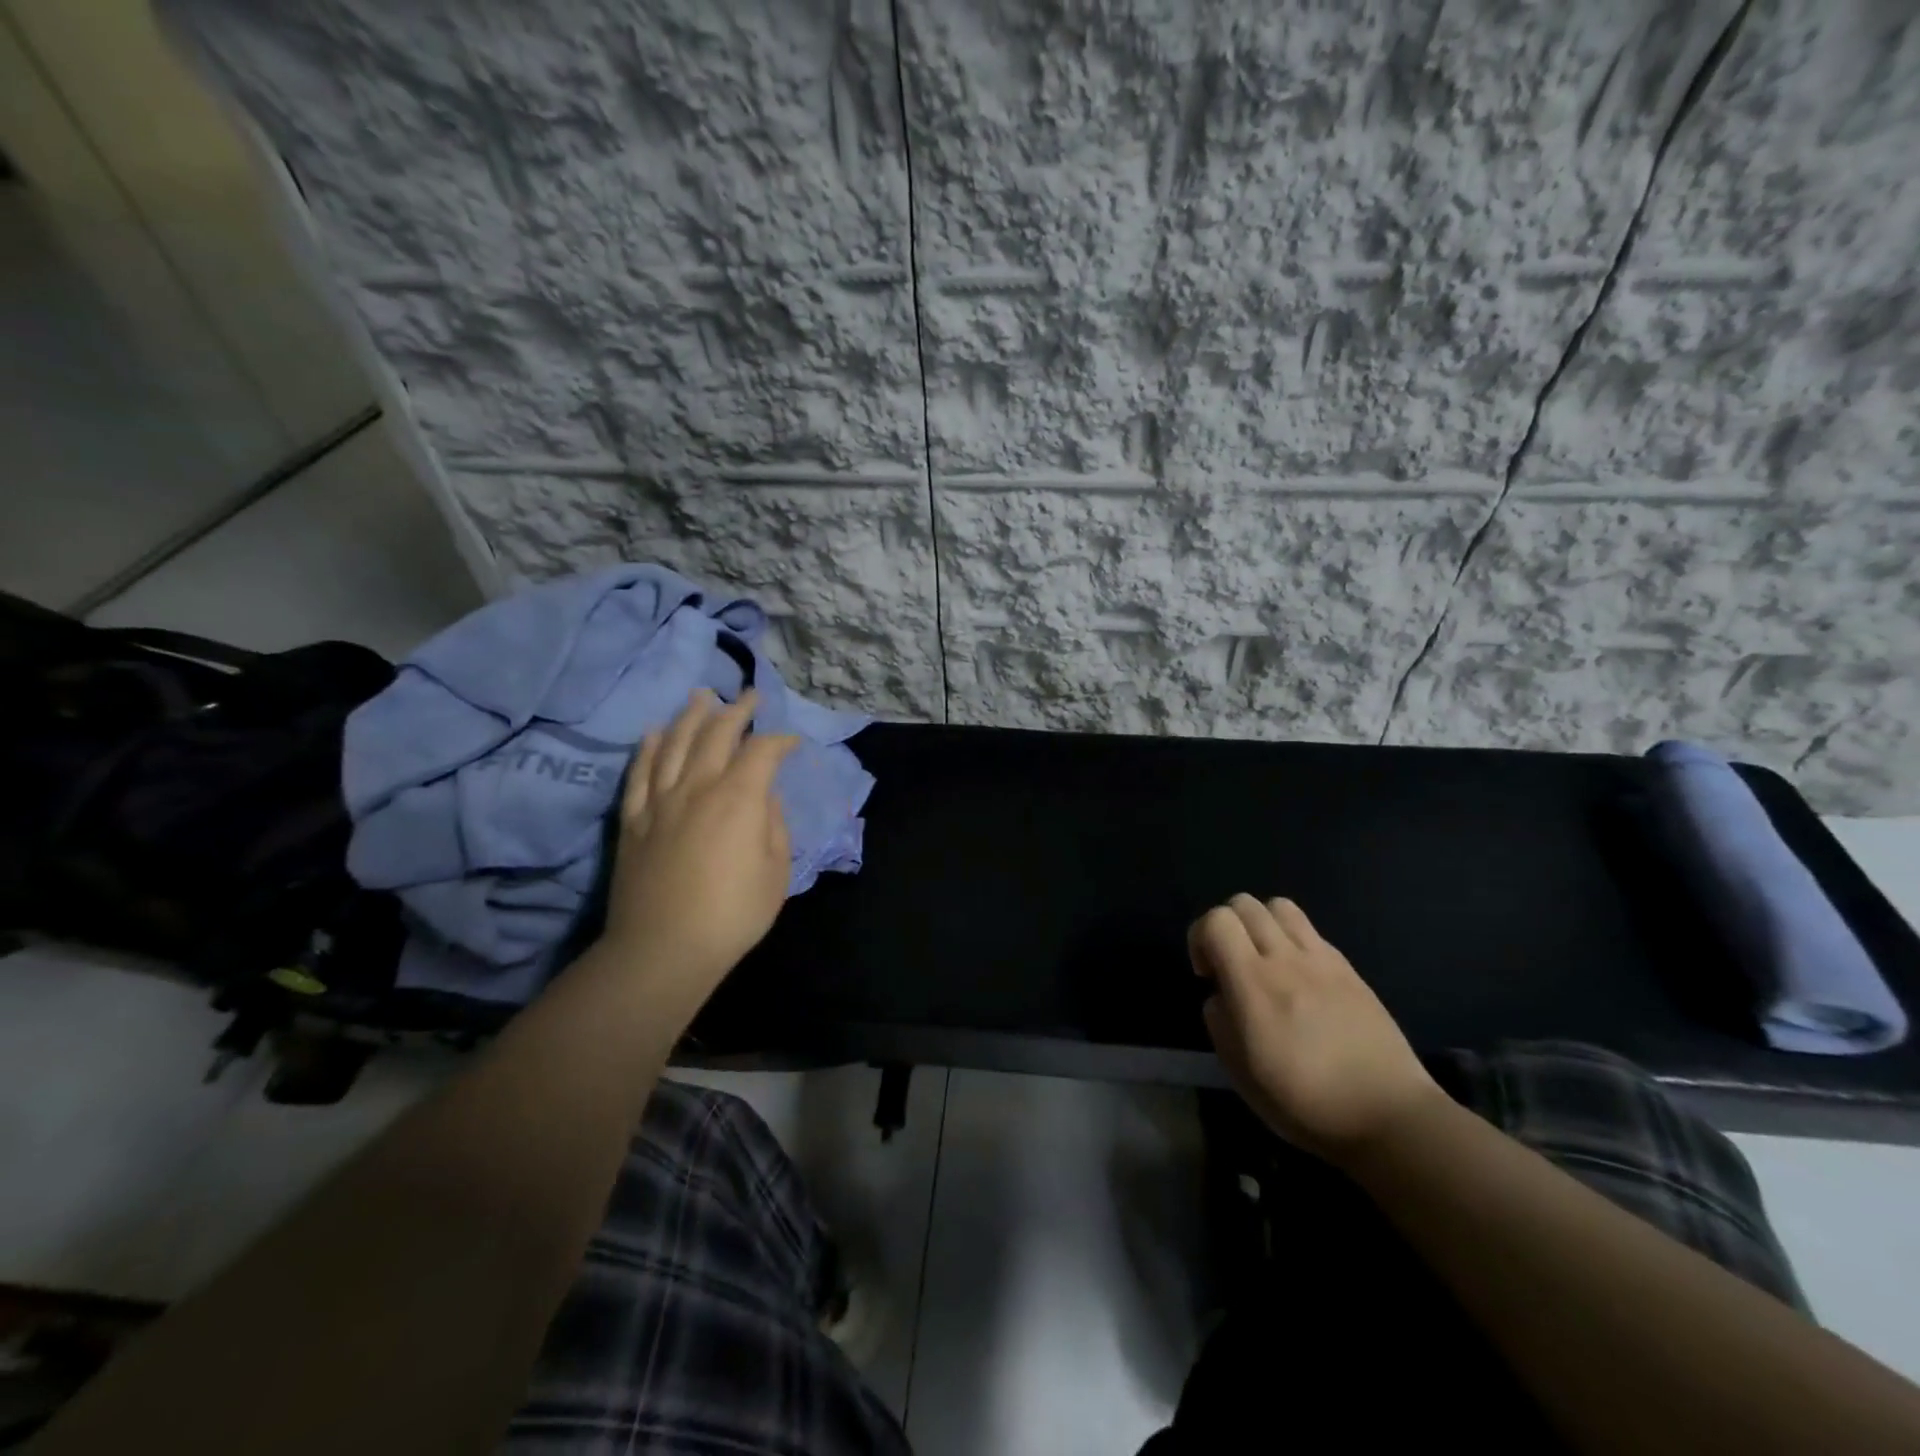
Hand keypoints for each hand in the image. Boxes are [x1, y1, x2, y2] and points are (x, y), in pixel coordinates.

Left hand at [598, 689, 798, 1015]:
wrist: (664, 948)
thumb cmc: (733, 914)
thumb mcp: (776, 872)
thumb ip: (774, 826)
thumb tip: (765, 799)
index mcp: (739, 798)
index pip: (762, 751)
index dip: (780, 740)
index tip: (792, 741)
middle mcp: (698, 787)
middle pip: (716, 734)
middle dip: (737, 711)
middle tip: (749, 696)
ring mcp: (660, 801)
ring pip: (675, 744)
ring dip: (691, 716)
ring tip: (702, 696)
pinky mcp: (633, 819)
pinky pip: (640, 773)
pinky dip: (649, 748)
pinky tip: (656, 732)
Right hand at [1191, 894, 1444, 1163]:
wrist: (1387, 1116)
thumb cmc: (1305, 1102)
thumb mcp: (1239, 1072)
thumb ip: (1219, 1021)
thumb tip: (1221, 996)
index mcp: (1253, 984)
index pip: (1216, 921)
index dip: (1199, 937)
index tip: (1207, 975)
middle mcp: (1285, 959)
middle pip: (1244, 903)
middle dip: (1226, 926)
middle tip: (1231, 964)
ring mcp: (1321, 960)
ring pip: (1280, 906)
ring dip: (1261, 924)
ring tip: (1264, 960)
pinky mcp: (1348, 969)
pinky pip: (1310, 931)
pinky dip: (1292, 940)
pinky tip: (1299, 978)